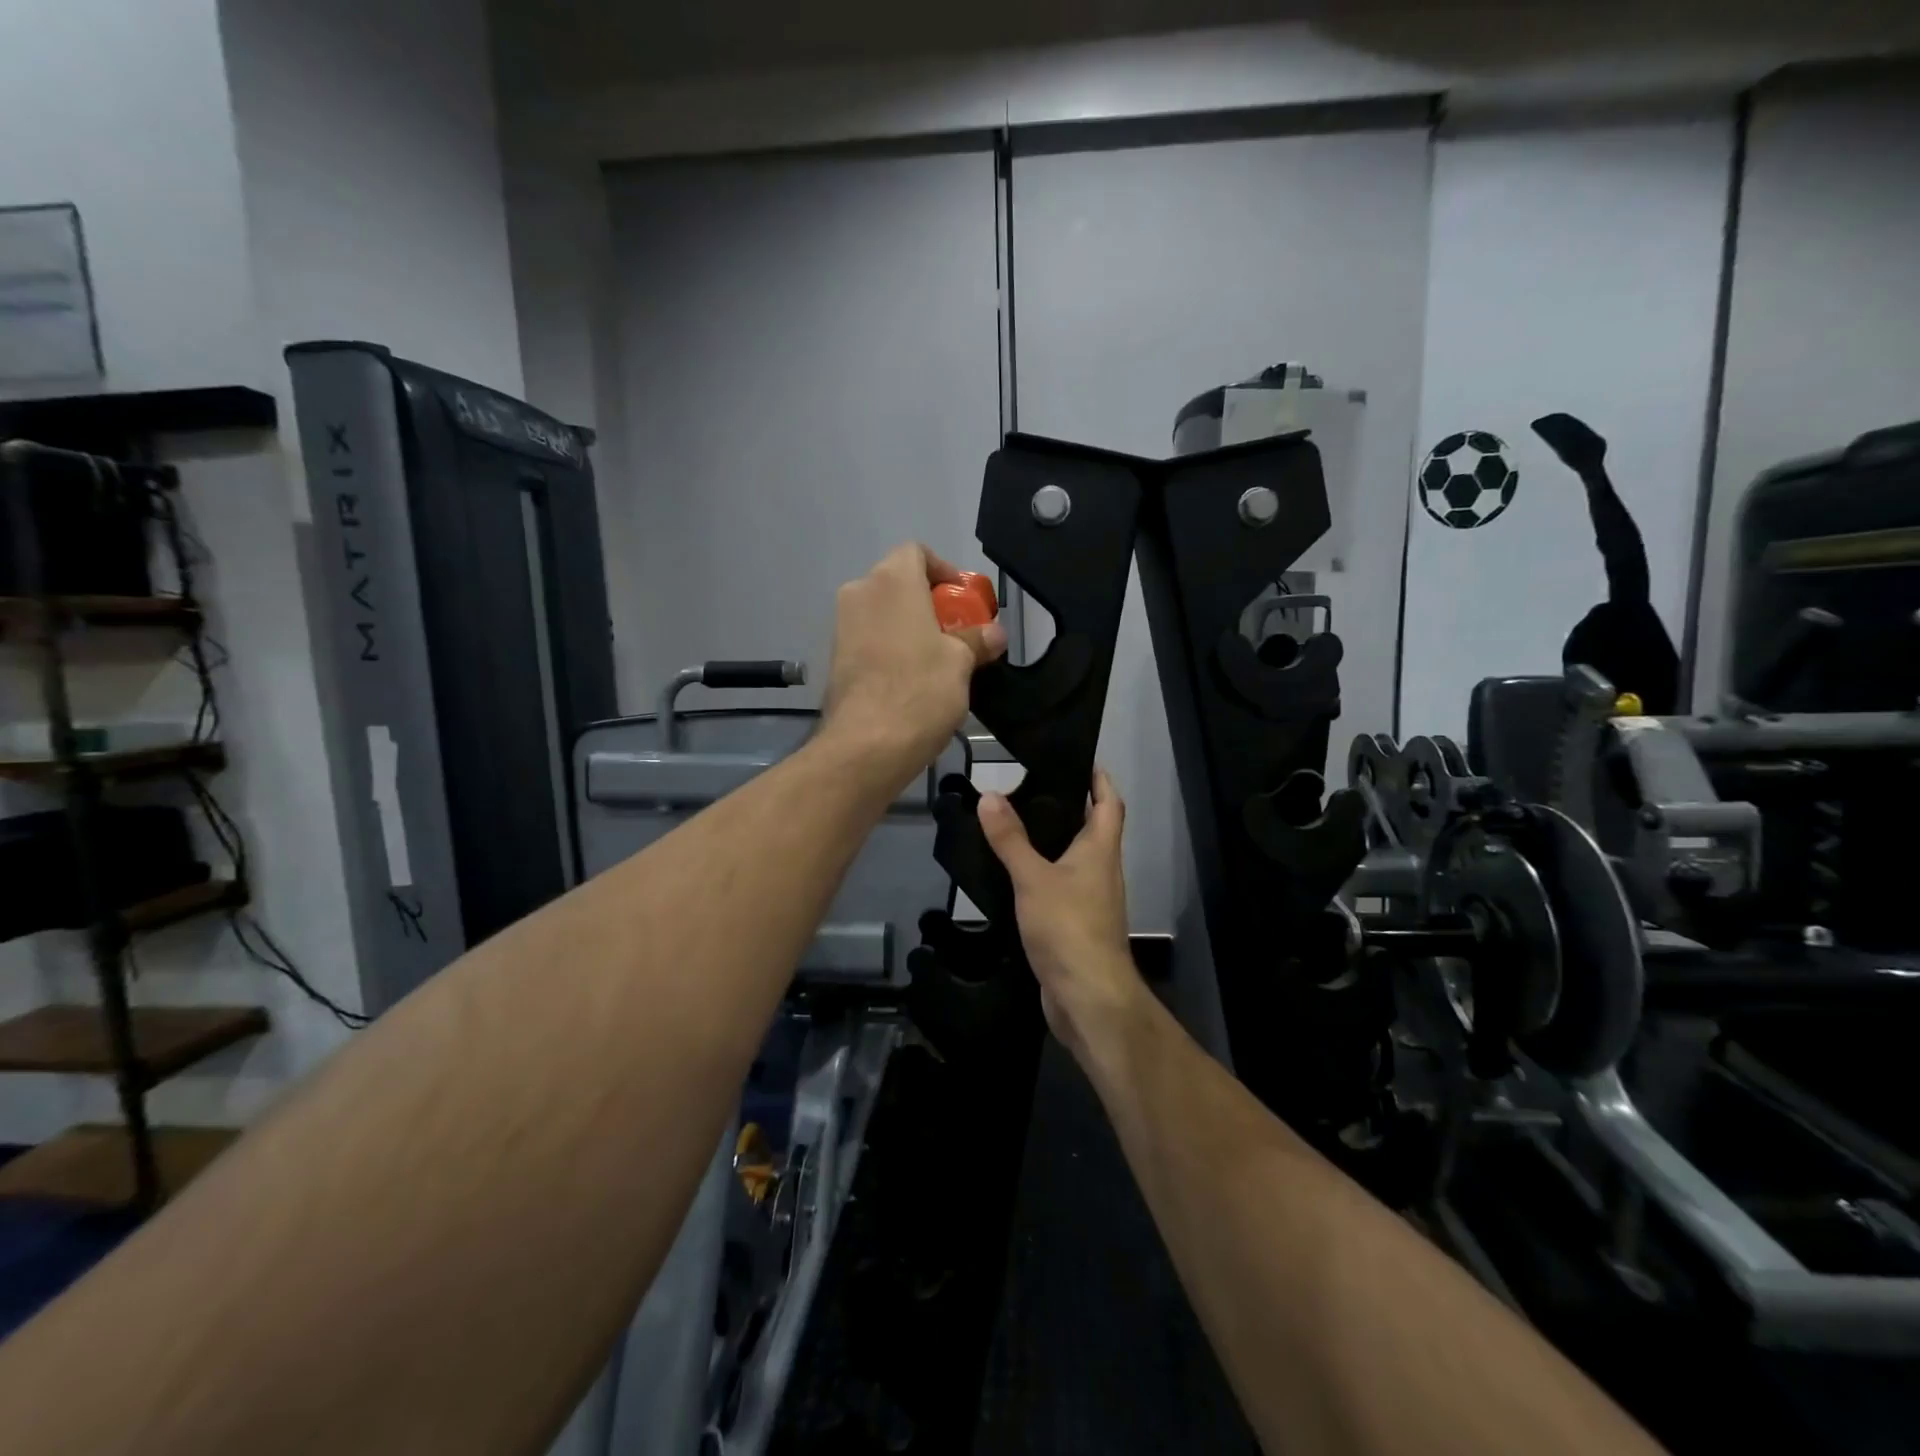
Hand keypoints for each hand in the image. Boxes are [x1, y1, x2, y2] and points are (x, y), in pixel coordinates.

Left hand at [821, 544, 1006, 781]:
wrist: (866, 746)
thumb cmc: (920, 690)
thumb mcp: (960, 663)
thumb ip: (977, 640)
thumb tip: (995, 633)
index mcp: (892, 581)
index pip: (916, 552)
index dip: (943, 570)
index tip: (961, 600)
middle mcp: (860, 593)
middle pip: (898, 583)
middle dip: (927, 602)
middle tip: (955, 632)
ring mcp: (841, 627)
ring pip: (881, 613)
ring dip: (908, 627)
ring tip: (936, 660)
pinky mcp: (834, 659)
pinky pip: (868, 639)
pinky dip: (889, 648)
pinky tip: (909, 680)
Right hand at [979, 769, 1146, 1061]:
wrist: (1087, 997)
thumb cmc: (1068, 926)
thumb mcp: (1034, 877)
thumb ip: (1010, 839)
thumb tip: (990, 795)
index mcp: (1100, 850)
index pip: (1109, 803)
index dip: (1100, 779)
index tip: (1081, 759)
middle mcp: (1101, 870)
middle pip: (1091, 829)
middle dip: (1068, 806)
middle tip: (1029, 787)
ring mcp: (1090, 900)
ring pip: (1073, 860)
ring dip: (1051, 841)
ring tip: (1014, 823)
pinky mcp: (1074, 925)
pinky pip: (1058, 888)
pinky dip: (1040, 874)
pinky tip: (1012, 874)